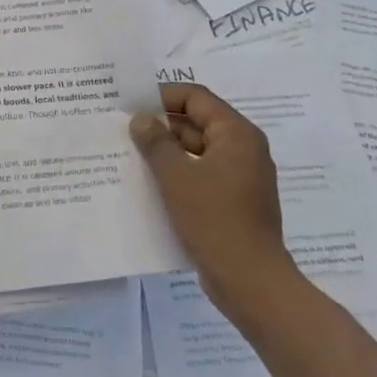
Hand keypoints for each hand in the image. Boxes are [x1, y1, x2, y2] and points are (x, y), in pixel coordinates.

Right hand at [131, 83, 294, 309]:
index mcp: (237, 134)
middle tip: (126, 129)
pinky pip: (203, 174)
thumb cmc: (214, 220)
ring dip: (168, 150)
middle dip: (162, 124)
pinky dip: (180, 173)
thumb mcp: (176, 177)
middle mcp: (245, 149)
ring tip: (132, 155)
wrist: (251, 281)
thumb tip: (141, 119)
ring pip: (199, 149)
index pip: (196, 97)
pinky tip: (151, 183)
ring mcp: (242, 176)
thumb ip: (156, 142)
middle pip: (198, 121)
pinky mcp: (236, 200)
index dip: (162, 95)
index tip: (131, 104)